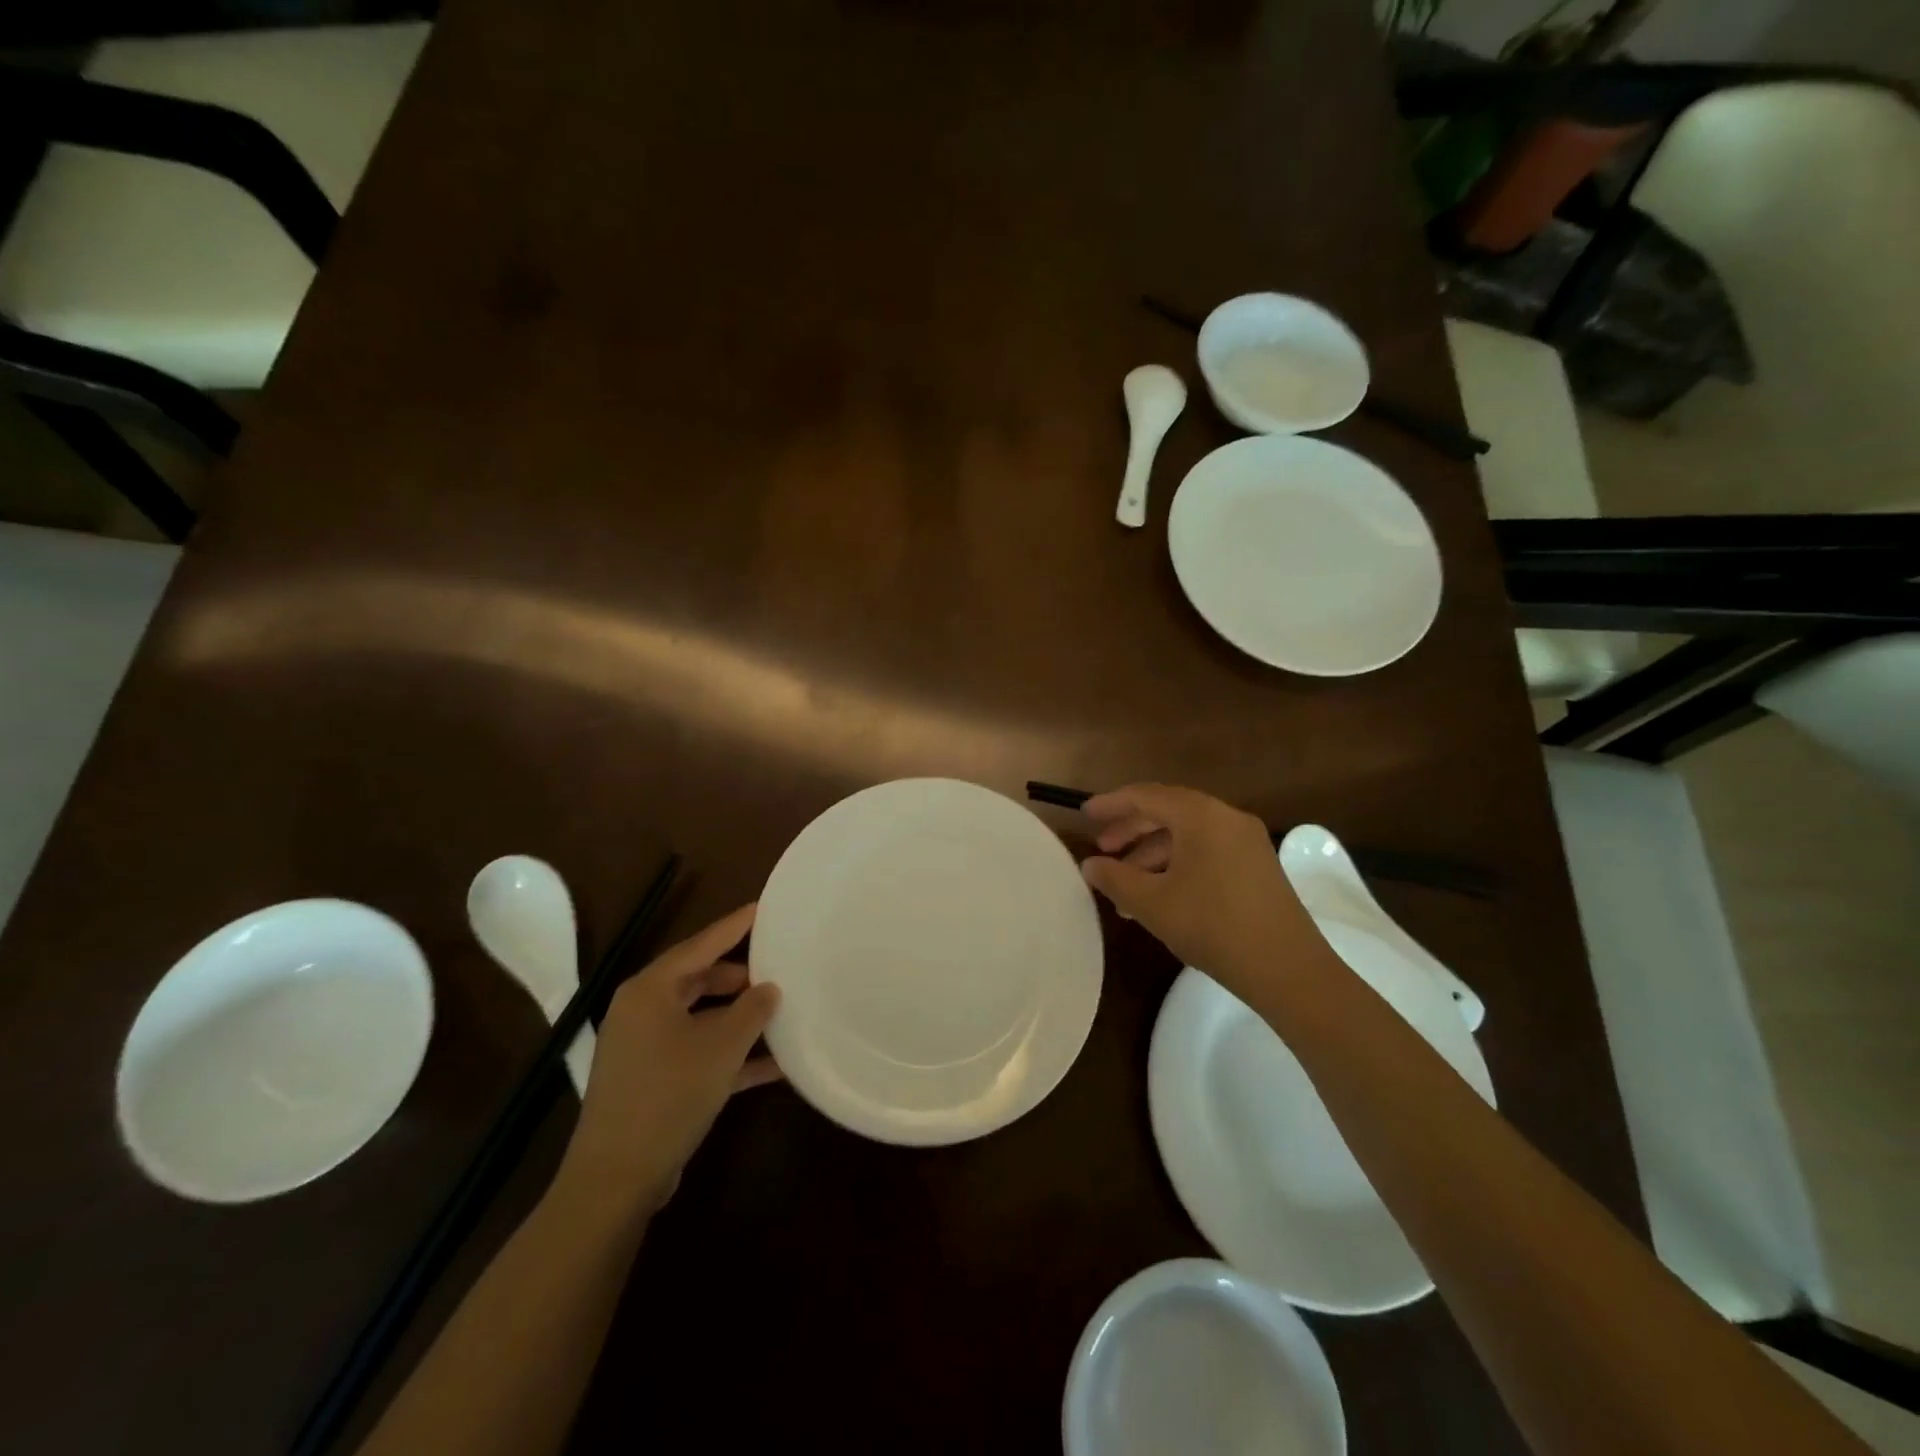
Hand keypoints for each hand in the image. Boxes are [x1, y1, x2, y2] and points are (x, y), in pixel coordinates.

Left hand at [553, 904, 780, 1221]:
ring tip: (781, 1013)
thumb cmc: (669, 1094)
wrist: (616, 1179)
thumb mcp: (722, 1046)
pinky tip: (772, 1065)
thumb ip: (751, 1010)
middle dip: (739, 977)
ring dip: (738, 1019)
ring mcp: (644, 1049)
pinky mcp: (651, 1082)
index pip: (700, 945)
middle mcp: (642, 1011)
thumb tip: (768, 988)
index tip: (763, 908)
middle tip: (778, 969)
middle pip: (698, 980)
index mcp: (650, 990)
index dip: (734, 926)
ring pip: (700, 1018)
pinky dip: (729, 1055)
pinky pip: (697, 1053)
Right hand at [1079, 784, 1330, 1002]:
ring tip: (1124, 886)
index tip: (1084, 815)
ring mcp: (1246, 842)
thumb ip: (1115, 878)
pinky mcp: (1257, 866)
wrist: (1287, 969)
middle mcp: (1226, 818)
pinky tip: (1159, 896)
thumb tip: (1090, 865)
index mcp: (1201, 816)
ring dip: (1152, 854)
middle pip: (1168, 812)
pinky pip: (1206, 851)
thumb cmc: (1212, 926)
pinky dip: (1177, 865)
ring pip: (1187, 835)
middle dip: (1131, 830)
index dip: (1112, 804)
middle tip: (1102, 849)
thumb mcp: (1152, 903)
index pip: (1146, 796)